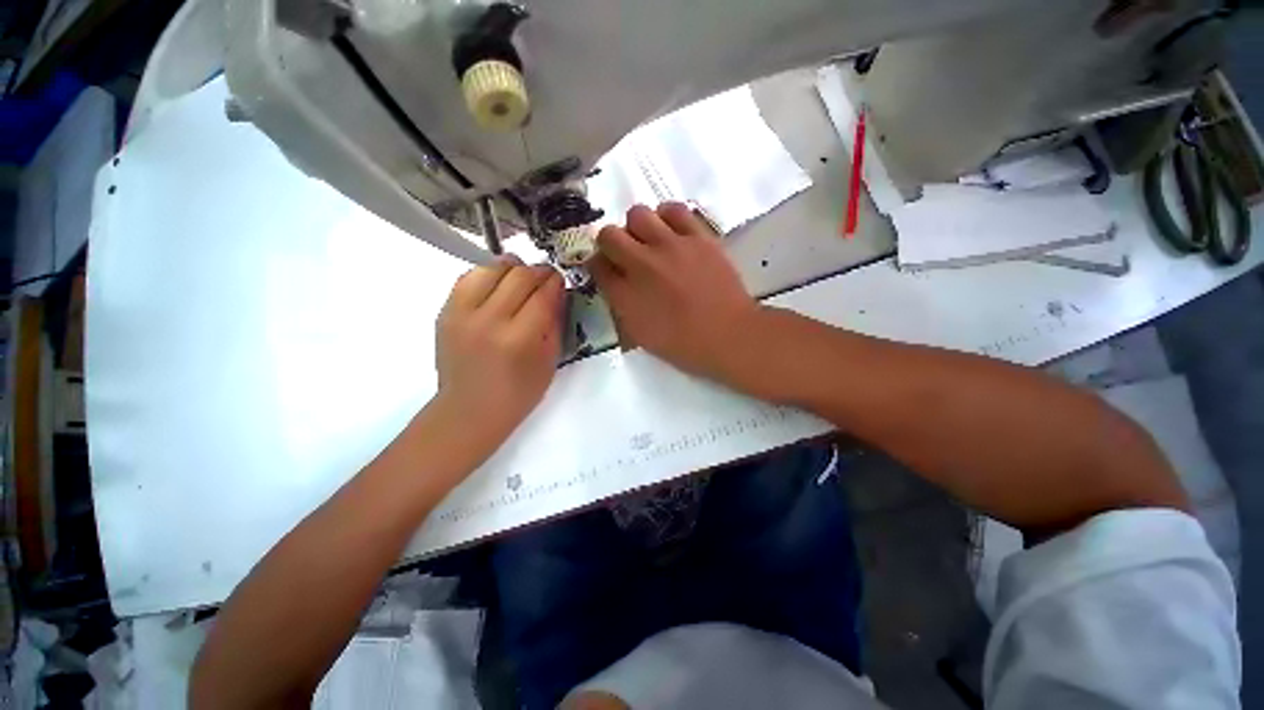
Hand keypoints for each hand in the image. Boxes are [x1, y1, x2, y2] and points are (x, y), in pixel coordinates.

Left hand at [435, 257, 564, 444]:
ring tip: (521, 277)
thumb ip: (554, 323)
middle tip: (546, 277)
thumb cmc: (518, 394)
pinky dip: (487, 274)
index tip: (561, 280)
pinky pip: (468, 277)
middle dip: (538, 271)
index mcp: (519, 339)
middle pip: (519, 276)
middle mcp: (489, 321)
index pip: (542, 295)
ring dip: (512, 267)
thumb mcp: (549, 362)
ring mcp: (462, 314)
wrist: (469, 410)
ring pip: (491, 268)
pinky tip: (497, 285)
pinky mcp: (445, 312)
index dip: (555, 282)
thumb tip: (557, 292)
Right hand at [591, 203, 760, 377]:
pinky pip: (674, 210)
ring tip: (651, 242)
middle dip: (611, 244)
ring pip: (638, 214)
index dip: (599, 265)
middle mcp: (641, 265)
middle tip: (627, 256)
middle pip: (609, 235)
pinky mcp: (697, 236)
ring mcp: (670, 246)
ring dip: (638, 228)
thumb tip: (616, 284)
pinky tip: (673, 232)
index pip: (596, 265)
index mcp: (625, 295)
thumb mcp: (641, 336)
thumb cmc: (684, 345)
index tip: (608, 269)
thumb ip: (621, 306)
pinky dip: (667, 217)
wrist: (729, 335)